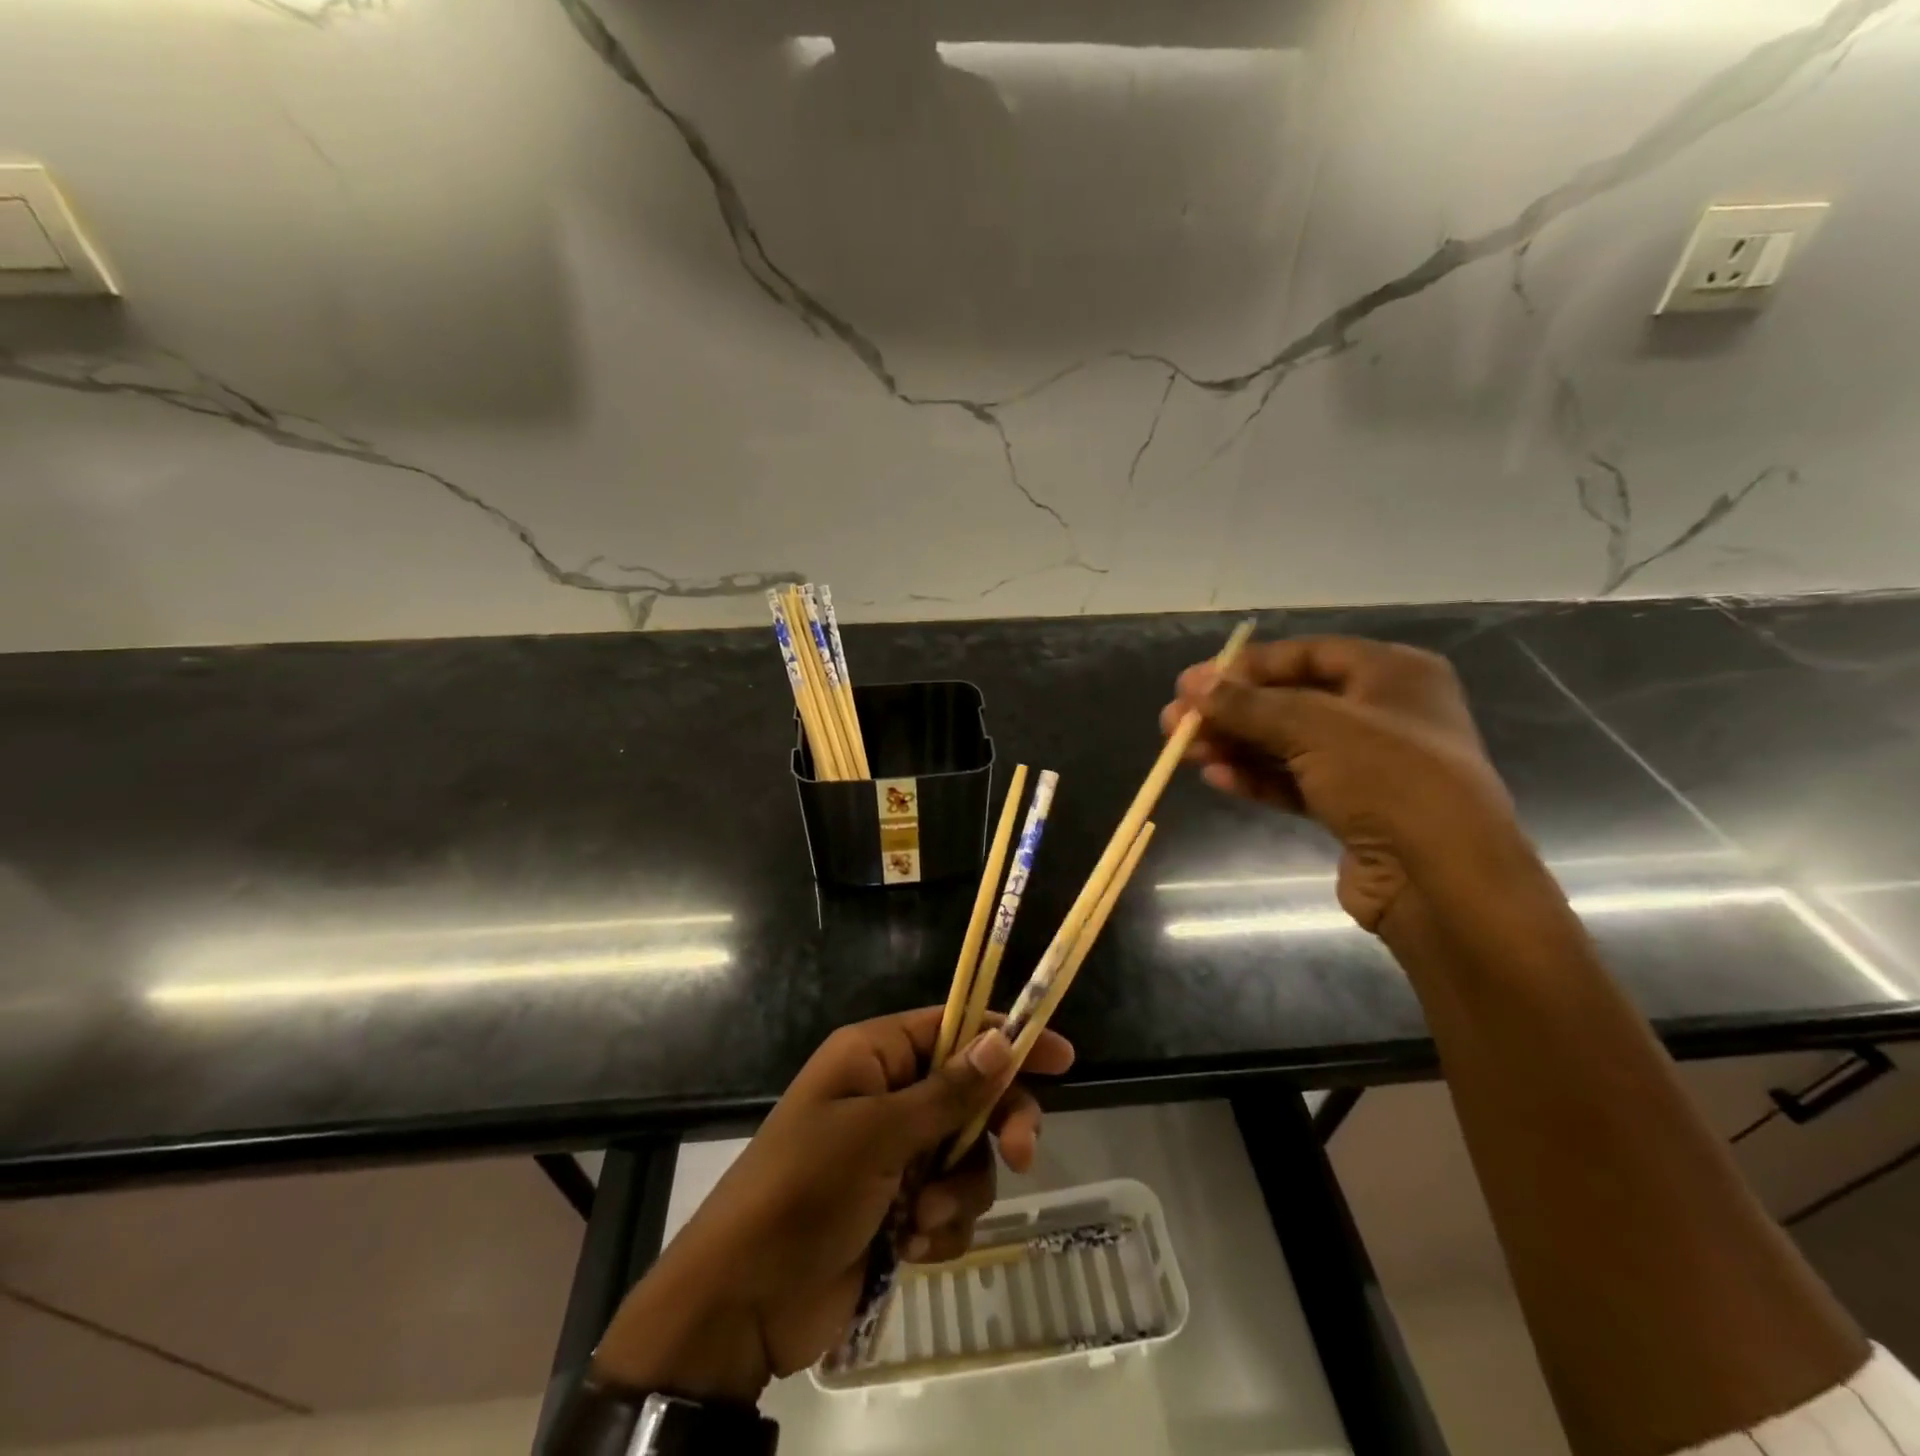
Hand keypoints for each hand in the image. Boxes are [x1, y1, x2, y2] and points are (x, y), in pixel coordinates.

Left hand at [591, 1008, 1072, 1403]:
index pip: (954, 1027)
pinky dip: (940, 1225)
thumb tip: (1003, 1040)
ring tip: (921, 1219)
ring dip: (957, 1190)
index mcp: (874, 1056)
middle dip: (995, 1126)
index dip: (1006, 1036)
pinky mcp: (898, 1205)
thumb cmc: (804, 1192)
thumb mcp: (877, 1135)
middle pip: (971, 1092)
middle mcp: (888, 1094)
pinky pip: (949, 1202)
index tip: (1061, 1056)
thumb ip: (947, 1092)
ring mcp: (894, 1152)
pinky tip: (911, 1247)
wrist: (742, 1301)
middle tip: (1021, 1156)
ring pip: (966, 1154)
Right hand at [1163, 635, 1519, 929]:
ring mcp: (1369, 764)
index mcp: (1393, 673)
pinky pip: (1295, 782)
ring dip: (1236, 745)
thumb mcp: (1313, 726)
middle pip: (1290, 701)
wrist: (1441, 878)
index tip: (1193, 683)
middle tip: (1176, 723)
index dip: (1246, 667)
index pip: (1306, 654)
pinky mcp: (1353, 809)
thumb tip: (1192, 686)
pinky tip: (1217, 779)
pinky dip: (1257, 778)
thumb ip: (1248, 704)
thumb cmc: (1388, 778)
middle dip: (1231, 712)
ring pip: (1287, 744)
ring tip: (1185, 751)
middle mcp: (1383, 713)